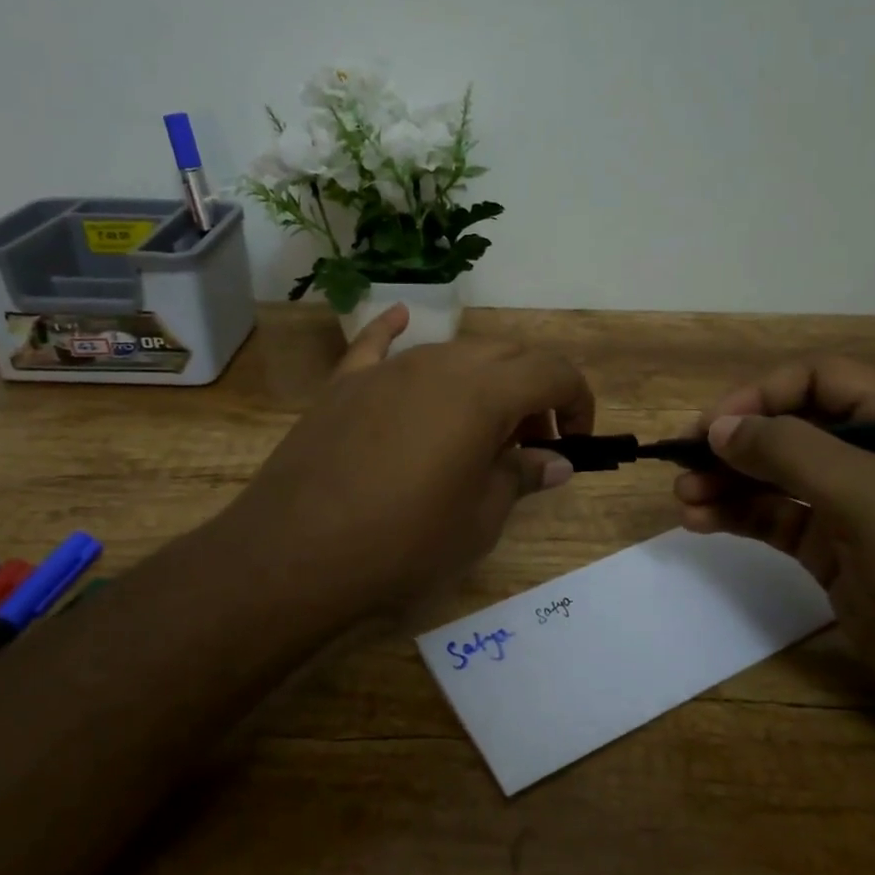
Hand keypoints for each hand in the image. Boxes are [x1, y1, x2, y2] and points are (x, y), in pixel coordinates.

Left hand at [206, 306, 593, 622]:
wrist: (295, 556)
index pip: (553, 372)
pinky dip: (395, 332)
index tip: (576, 440)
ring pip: (453, 352)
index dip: (578, 401)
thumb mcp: (479, 520)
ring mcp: (387, 370)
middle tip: (533, 442)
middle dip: (534, 391)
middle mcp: (439, 364)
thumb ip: (521, 476)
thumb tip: (555, 461)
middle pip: (506, 355)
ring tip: (479, 429)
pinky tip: (400, 318)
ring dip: (483, 380)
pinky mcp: (344, 385)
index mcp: (483, 393)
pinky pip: (376, 345)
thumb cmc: (403, 544)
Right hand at [675, 356, 874, 758]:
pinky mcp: (835, 556)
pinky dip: (738, 517)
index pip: (820, 380)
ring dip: (727, 482)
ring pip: (776, 477)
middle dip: (735, 442)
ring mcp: (854, 510)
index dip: (762, 394)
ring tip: (683, 497)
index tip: (714, 426)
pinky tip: (700, 522)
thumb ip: (790, 451)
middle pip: (790, 428)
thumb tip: (719, 428)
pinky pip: (776, 521)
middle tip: (683, 462)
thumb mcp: (868, 496)